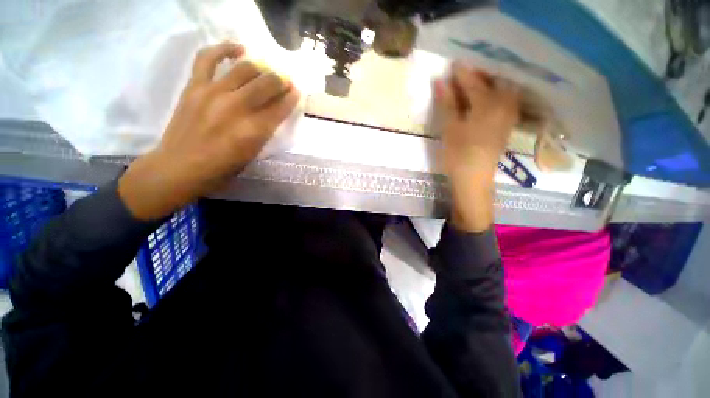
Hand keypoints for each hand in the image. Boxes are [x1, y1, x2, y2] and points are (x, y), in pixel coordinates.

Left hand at [119, 42, 299, 219]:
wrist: (179, 167)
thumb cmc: (222, 168)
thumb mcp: (253, 155)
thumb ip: (266, 132)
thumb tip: (275, 112)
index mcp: (254, 131)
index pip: (281, 107)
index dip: (292, 97)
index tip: (296, 92)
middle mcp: (237, 108)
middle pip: (266, 84)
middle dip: (281, 80)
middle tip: (285, 81)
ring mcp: (213, 93)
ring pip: (245, 68)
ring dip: (262, 67)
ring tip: (266, 70)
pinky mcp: (194, 86)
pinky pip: (208, 58)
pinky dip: (225, 49)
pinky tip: (239, 49)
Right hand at [435, 63, 519, 231]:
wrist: (474, 179)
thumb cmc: (458, 155)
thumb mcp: (450, 128)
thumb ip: (448, 103)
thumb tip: (440, 80)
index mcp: (487, 105)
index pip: (474, 82)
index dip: (462, 72)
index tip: (452, 63)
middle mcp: (504, 105)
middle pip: (494, 81)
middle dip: (479, 73)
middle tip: (463, 72)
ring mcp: (509, 114)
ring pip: (502, 89)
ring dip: (488, 82)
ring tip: (473, 82)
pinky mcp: (508, 123)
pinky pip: (505, 99)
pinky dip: (494, 93)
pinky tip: (485, 95)